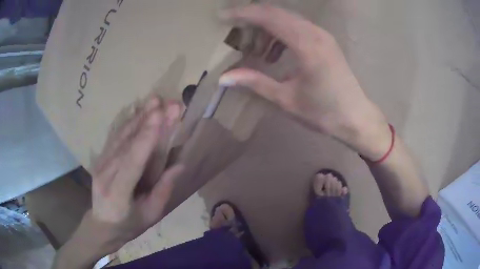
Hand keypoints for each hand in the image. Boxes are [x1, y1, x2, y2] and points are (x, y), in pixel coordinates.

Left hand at [54, 97, 183, 267]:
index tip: (159, 116)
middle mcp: (105, 174)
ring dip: (138, 117)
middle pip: (126, 144)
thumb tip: (179, 164)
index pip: (131, 162)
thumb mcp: (151, 215)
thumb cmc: (129, 224)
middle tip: (163, 102)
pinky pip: (115, 137)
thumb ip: (163, 190)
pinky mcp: (101, 158)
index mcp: (118, 194)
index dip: (145, 139)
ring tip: (154, 101)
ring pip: (120, 136)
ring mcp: (100, 163)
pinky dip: (128, 122)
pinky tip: (138, 111)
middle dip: (145, 121)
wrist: (102, 224)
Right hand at [220, 5, 391, 159]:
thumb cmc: (324, 113)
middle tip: (233, 30)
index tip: (221, 17)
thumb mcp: (286, 99)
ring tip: (255, 48)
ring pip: (287, 18)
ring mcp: (323, 35)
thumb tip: (224, 77)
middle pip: (277, 13)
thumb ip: (255, 83)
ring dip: (267, 27)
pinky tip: (275, 52)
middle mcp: (315, 33)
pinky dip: (280, 33)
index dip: (242, 14)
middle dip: (251, 17)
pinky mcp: (326, 41)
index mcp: (306, 45)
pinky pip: (297, 27)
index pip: (268, 17)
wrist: (356, 118)